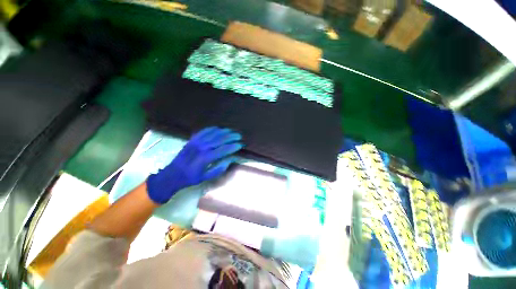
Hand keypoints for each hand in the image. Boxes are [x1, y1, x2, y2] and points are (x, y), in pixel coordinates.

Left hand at [146, 127, 242, 203]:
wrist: (173, 174)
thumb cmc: (191, 178)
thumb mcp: (206, 177)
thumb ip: (220, 168)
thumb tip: (231, 159)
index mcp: (206, 158)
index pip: (223, 149)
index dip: (233, 146)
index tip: (241, 145)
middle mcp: (202, 147)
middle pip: (220, 139)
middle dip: (231, 137)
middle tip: (239, 136)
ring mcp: (196, 142)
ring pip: (213, 133)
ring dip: (224, 131)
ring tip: (232, 131)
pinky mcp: (192, 139)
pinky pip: (204, 131)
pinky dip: (213, 129)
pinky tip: (219, 128)